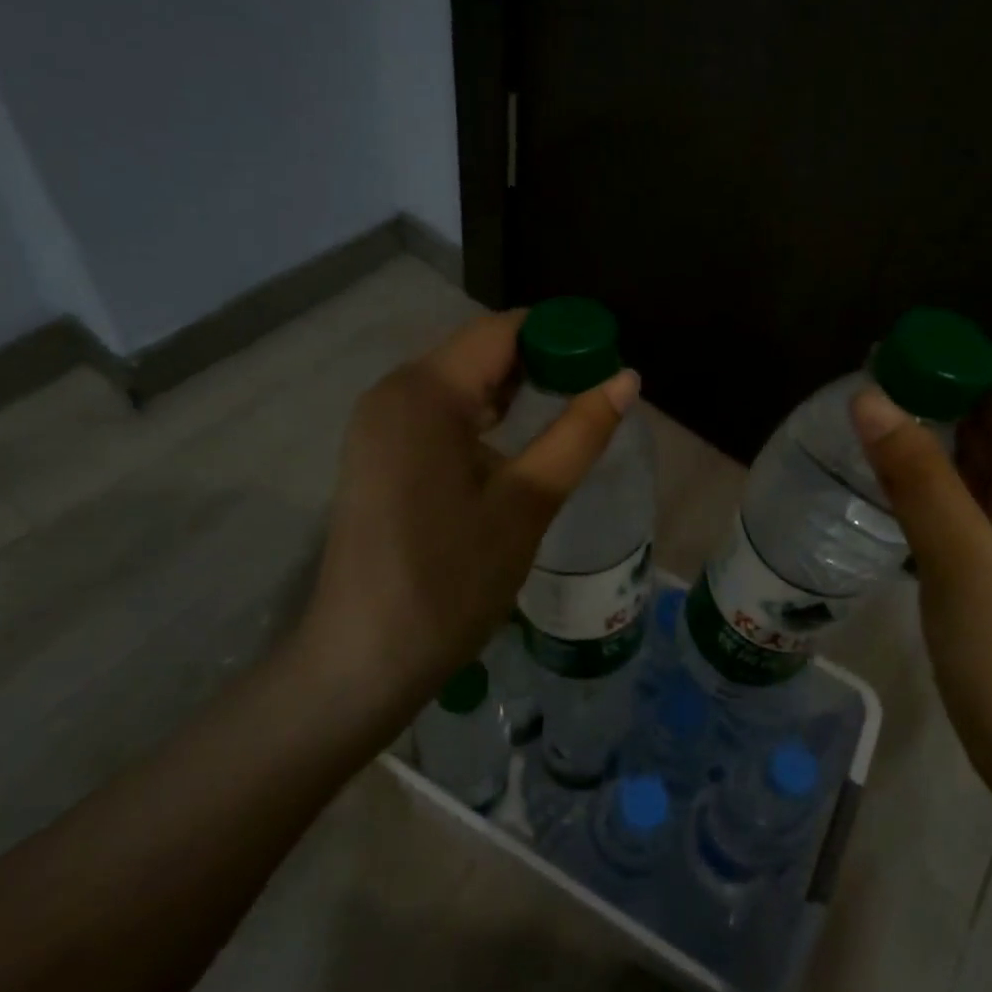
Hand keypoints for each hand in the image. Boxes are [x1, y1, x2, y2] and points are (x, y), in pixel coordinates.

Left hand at [301, 311, 640, 703]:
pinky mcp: (378, 453)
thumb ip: (579, 434)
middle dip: (542, 364)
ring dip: (515, 394)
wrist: (364, 661)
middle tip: (598, 395)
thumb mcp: (527, 503)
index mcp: (425, 392)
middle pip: (480, 352)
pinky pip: (439, 414)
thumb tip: (627, 379)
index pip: (503, 331)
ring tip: (570, 417)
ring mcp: (379, 424)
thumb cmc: (451, 581)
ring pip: (461, 384)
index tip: (609, 360)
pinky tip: (517, 447)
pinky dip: (484, 418)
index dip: (560, 336)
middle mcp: (393, 392)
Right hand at [852, 356, 991, 793]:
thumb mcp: (961, 562)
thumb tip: (868, 396)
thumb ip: (916, 474)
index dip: (954, 359)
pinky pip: (981, 486)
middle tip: (864, 387)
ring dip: (936, 430)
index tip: (883, 354)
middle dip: (939, 392)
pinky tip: (897, 464)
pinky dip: (941, 470)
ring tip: (870, 417)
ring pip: (989, 449)